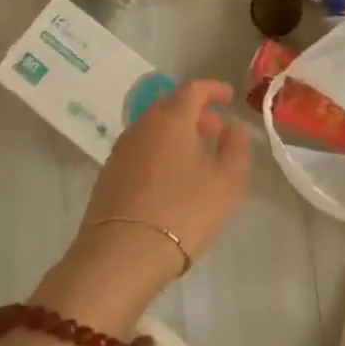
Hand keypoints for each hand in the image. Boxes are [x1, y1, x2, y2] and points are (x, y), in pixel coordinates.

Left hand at [67, 80, 251, 300]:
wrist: (121, 256)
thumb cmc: (183, 212)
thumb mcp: (227, 182)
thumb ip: (236, 149)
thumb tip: (233, 128)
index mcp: (172, 118)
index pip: (193, 89)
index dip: (214, 89)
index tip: (229, 97)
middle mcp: (142, 126)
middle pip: (170, 106)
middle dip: (195, 113)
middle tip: (216, 130)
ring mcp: (121, 151)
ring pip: (154, 130)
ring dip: (176, 134)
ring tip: (196, 158)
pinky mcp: (108, 177)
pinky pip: (141, 151)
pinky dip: (159, 153)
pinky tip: (171, 180)